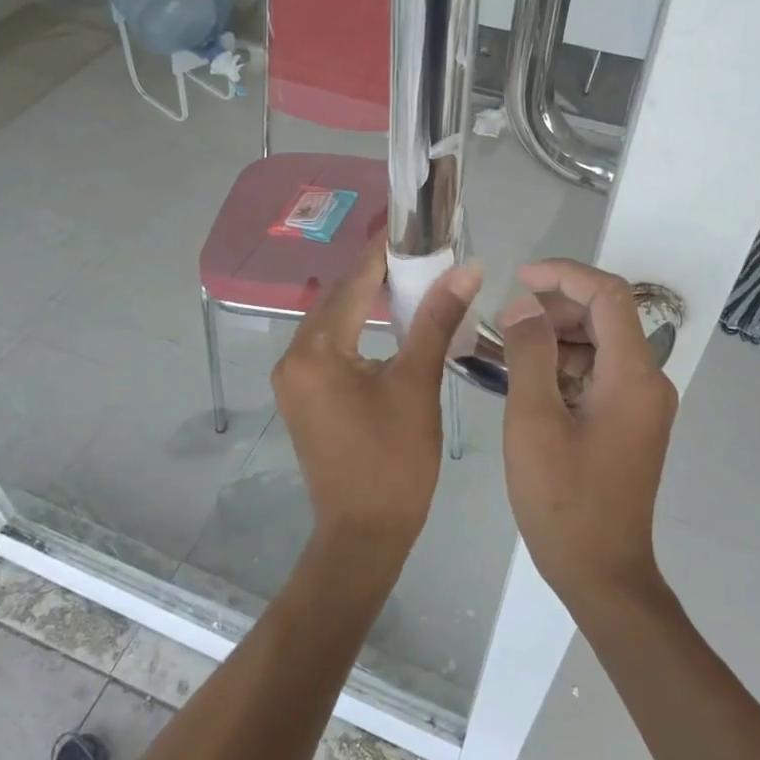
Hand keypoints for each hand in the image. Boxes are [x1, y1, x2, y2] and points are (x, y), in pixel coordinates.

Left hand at [272, 239, 482, 554]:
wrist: (364, 532)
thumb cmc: (394, 461)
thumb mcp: (418, 384)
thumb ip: (436, 320)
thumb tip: (466, 269)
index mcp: (316, 351)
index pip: (352, 283)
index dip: (384, 252)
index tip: (413, 226)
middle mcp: (293, 357)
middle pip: (337, 299)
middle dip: (377, 275)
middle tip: (421, 255)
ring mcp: (293, 379)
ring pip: (332, 323)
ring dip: (366, 302)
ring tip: (412, 282)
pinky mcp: (302, 396)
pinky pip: (329, 347)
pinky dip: (357, 330)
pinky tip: (387, 323)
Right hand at [498, 259, 678, 609]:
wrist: (601, 572)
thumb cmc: (563, 499)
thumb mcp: (534, 420)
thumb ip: (529, 354)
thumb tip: (523, 308)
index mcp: (633, 376)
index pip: (609, 295)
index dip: (564, 275)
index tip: (519, 277)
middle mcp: (648, 382)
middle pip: (607, 318)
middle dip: (556, 308)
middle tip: (506, 321)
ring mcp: (642, 405)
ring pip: (600, 346)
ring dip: (556, 338)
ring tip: (507, 349)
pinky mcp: (630, 423)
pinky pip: (599, 375)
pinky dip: (564, 366)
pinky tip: (527, 380)